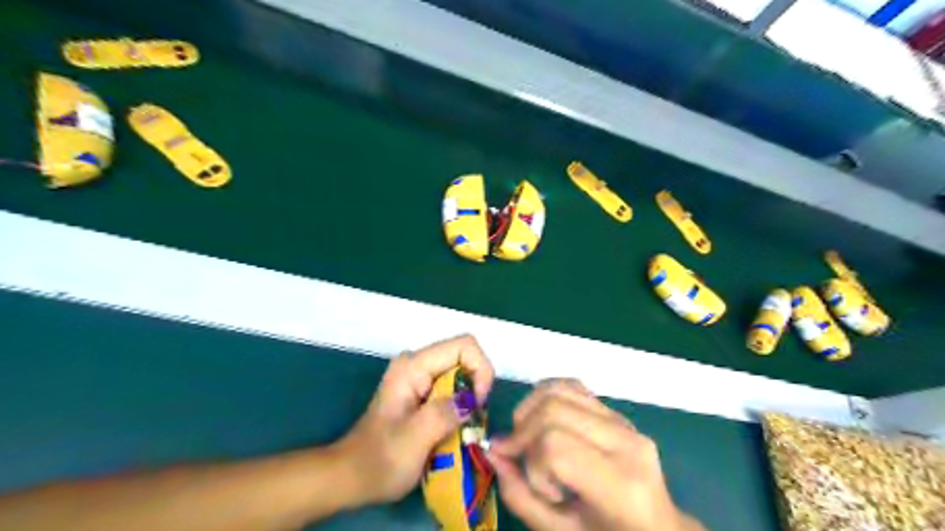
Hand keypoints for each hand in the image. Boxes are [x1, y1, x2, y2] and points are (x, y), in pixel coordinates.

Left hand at [333, 337, 494, 504]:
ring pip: (461, 375)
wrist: (351, 478)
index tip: (479, 404)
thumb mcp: (414, 439)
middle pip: (464, 359)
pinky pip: (453, 389)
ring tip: (463, 430)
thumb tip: (473, 400)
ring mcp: (418, 378)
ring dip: (469, 401)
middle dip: (476, 388)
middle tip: (472, 422)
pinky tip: (453, 430)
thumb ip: (444, 414)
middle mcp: (417, 364)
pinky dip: (460, 408)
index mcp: (413, 366)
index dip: (480, 370)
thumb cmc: (379, 460)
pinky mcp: (421, 392)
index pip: (464, 346)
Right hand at [491, 380, 704, 529]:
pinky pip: (572, 386)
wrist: (657, 528)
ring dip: (530, 408)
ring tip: (528, 437)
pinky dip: (546, 396)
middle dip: (523, 430)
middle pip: (554, 409)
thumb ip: (521, 496)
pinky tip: (541, 420)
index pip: (555, 445)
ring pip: (560, 389)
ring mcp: (625, 420)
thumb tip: (493, 451)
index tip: (521, 474)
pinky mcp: (617, 411)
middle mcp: (626, 441)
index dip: (528, 458)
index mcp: (620, 484)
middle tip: (517, 455)